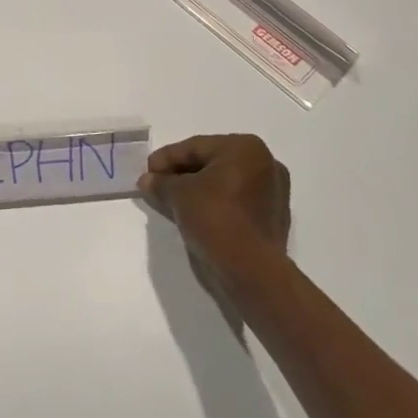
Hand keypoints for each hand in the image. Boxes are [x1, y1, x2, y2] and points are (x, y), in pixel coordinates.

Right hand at [138, 134, 291, 285]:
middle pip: (211, 163)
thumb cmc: (214, 217)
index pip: (195, 147)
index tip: (146, 172)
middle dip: (181, 174)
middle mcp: (265, 164)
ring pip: (223, 185)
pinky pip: (234, 203)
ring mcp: (272, 193)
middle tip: (156, 186)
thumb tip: (148, 181)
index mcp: (246, 148)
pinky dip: (212, 206)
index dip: (166, 158)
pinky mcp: (271, 219)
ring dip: (195, 191)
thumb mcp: (178, 194)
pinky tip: (192, 216)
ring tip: (169, 202)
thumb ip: (160, 183)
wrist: (249, 270)